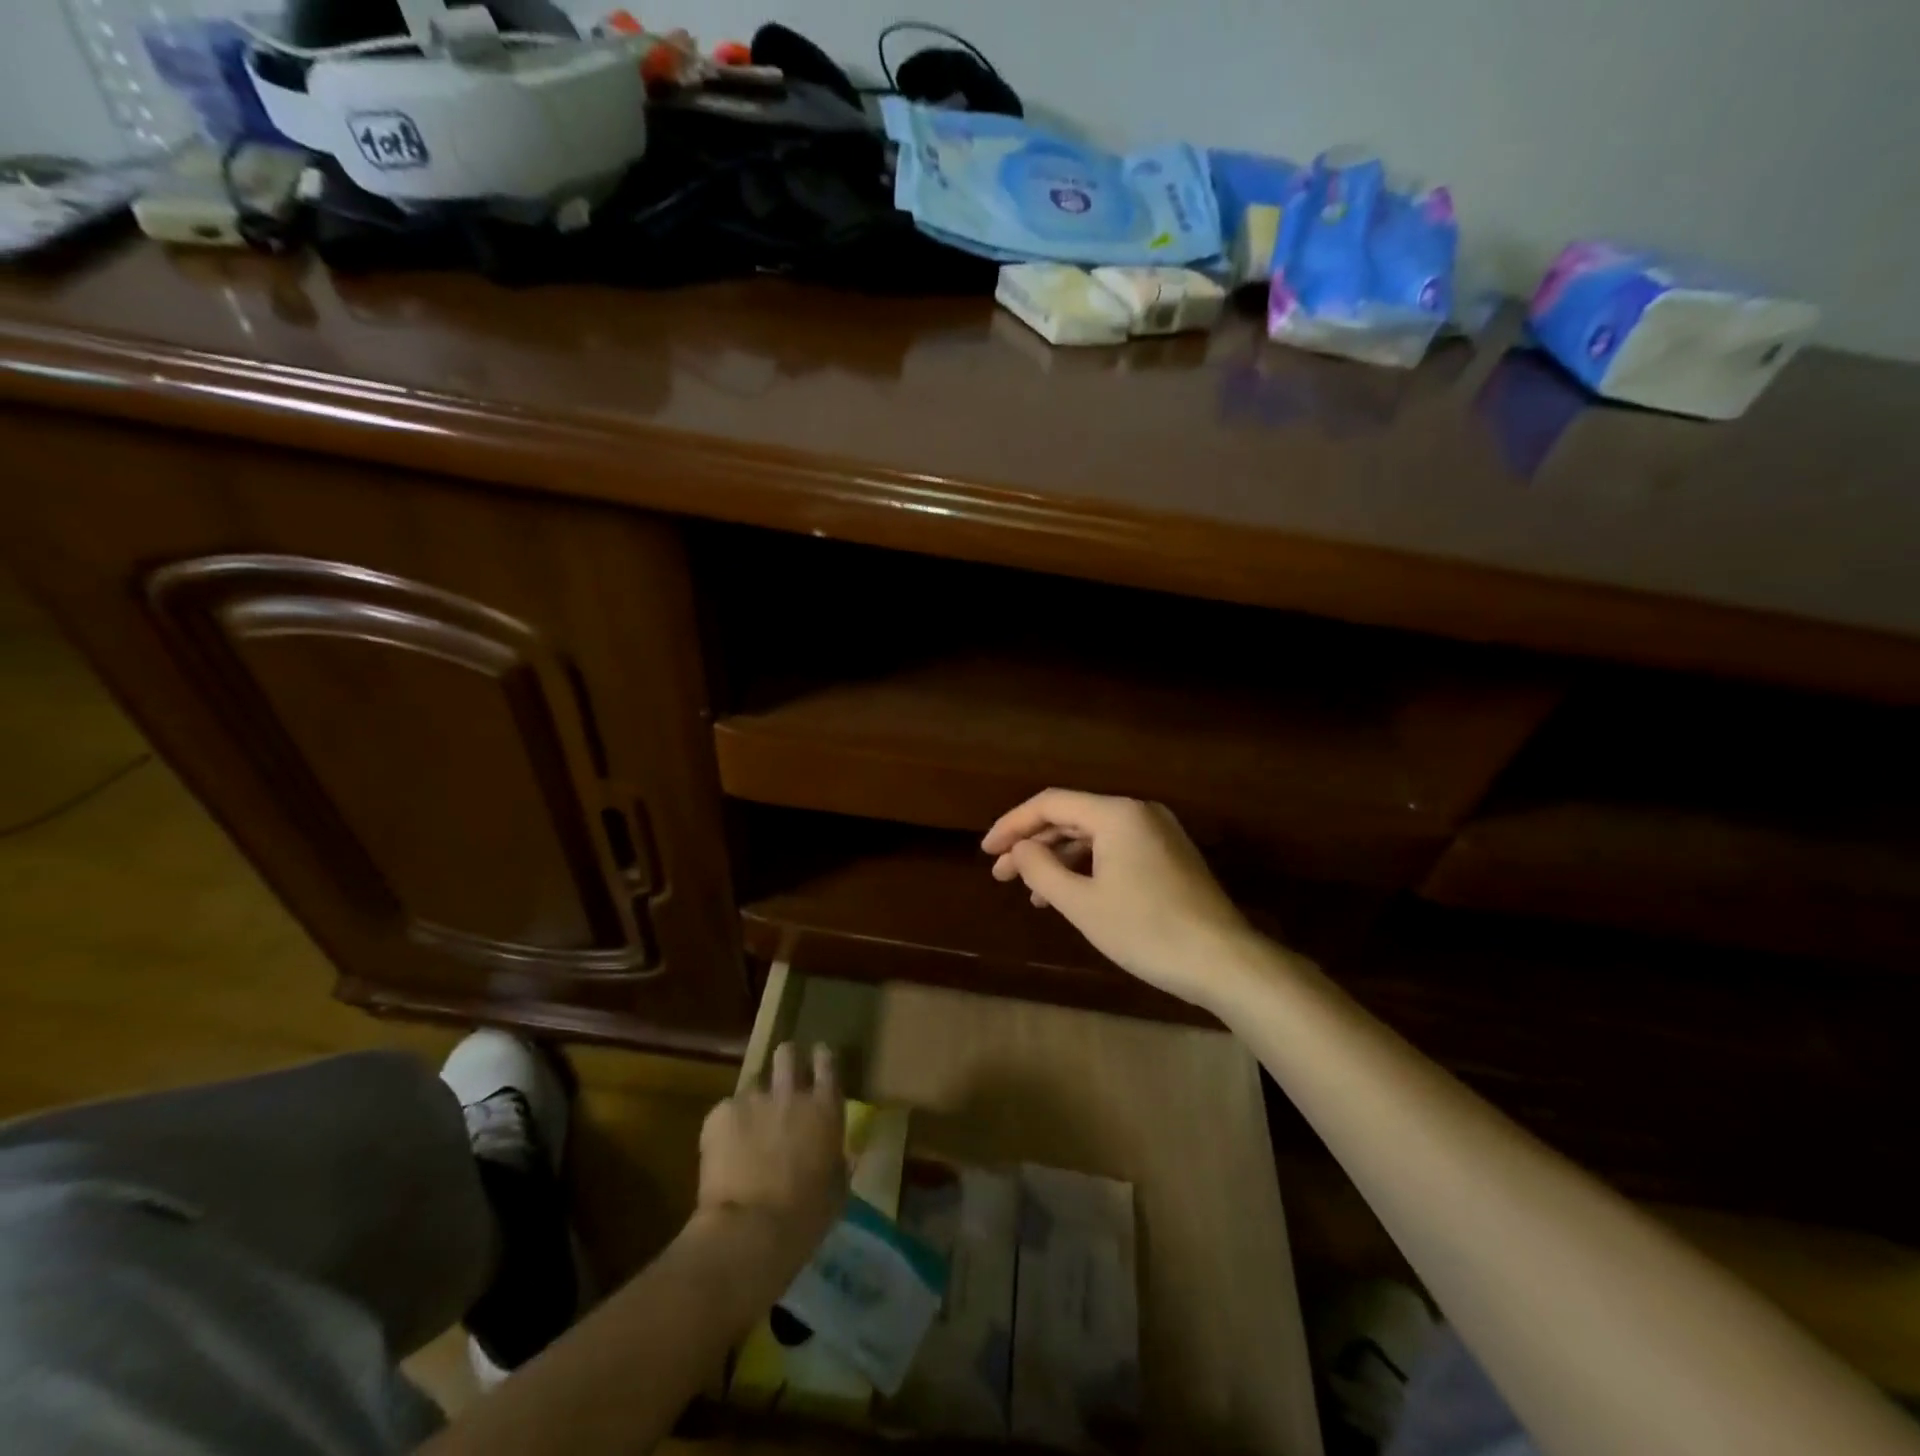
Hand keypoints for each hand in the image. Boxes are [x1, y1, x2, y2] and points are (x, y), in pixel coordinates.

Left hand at [698, 1042, 847, 1258]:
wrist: (750, 1230)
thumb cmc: (805, 1217)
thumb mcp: (836, 1187)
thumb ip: (835, 1158)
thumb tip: (834, 1153)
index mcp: (825, 1108)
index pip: (827, 1062)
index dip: (821, 1058)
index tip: (817, 1059)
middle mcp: (791, 1093)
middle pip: (787, 1054)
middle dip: (785, 1062)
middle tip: (782, 1084)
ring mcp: (753, 1099)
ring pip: (753, 1084)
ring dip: (754, 1102)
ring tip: (748, 1129)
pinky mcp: (720, 1114)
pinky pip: (725, 1110)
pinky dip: (726, 1126)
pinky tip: (724, 1153)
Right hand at [982, 790, 1260, 1011]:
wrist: (1224, 961)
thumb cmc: (1146, 930)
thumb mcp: (1083, 903)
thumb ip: (1042, 870)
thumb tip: (1021, 850)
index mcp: (1117, 814)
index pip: (1050, 804)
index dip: (1013, 825)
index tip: (986, 851)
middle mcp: (1138, 812)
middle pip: (1071, 817)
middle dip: (1033, 844)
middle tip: (1001, 874)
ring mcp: (1158, 833)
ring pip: (1093, 836)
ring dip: (1058, 859)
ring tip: (1029, 891)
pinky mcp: (1169, 856)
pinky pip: (1115, 850)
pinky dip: (1086, 868)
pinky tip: (1068, 895)